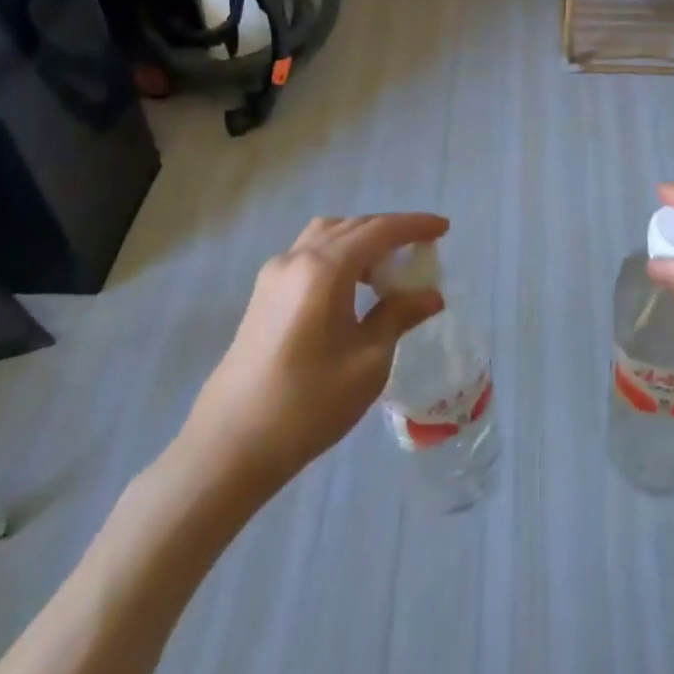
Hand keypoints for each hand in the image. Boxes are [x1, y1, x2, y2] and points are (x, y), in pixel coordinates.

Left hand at [175, 214, 448, 494]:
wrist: (229, 447)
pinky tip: (352, 288)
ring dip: (361, 241)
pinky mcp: (262, 296)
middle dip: (389, 231)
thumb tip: (431, 295)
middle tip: (421, 249)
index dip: (415, 226)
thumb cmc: (307, 404)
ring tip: (387, 268)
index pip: (379, 230)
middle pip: (352, 226)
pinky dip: (338, 256)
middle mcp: (296, 258)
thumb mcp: (368, 362)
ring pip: (326, 236)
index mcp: (324, 268)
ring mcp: (274, 275)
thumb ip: (399, 316)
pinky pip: (309, 255)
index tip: (444, 228)